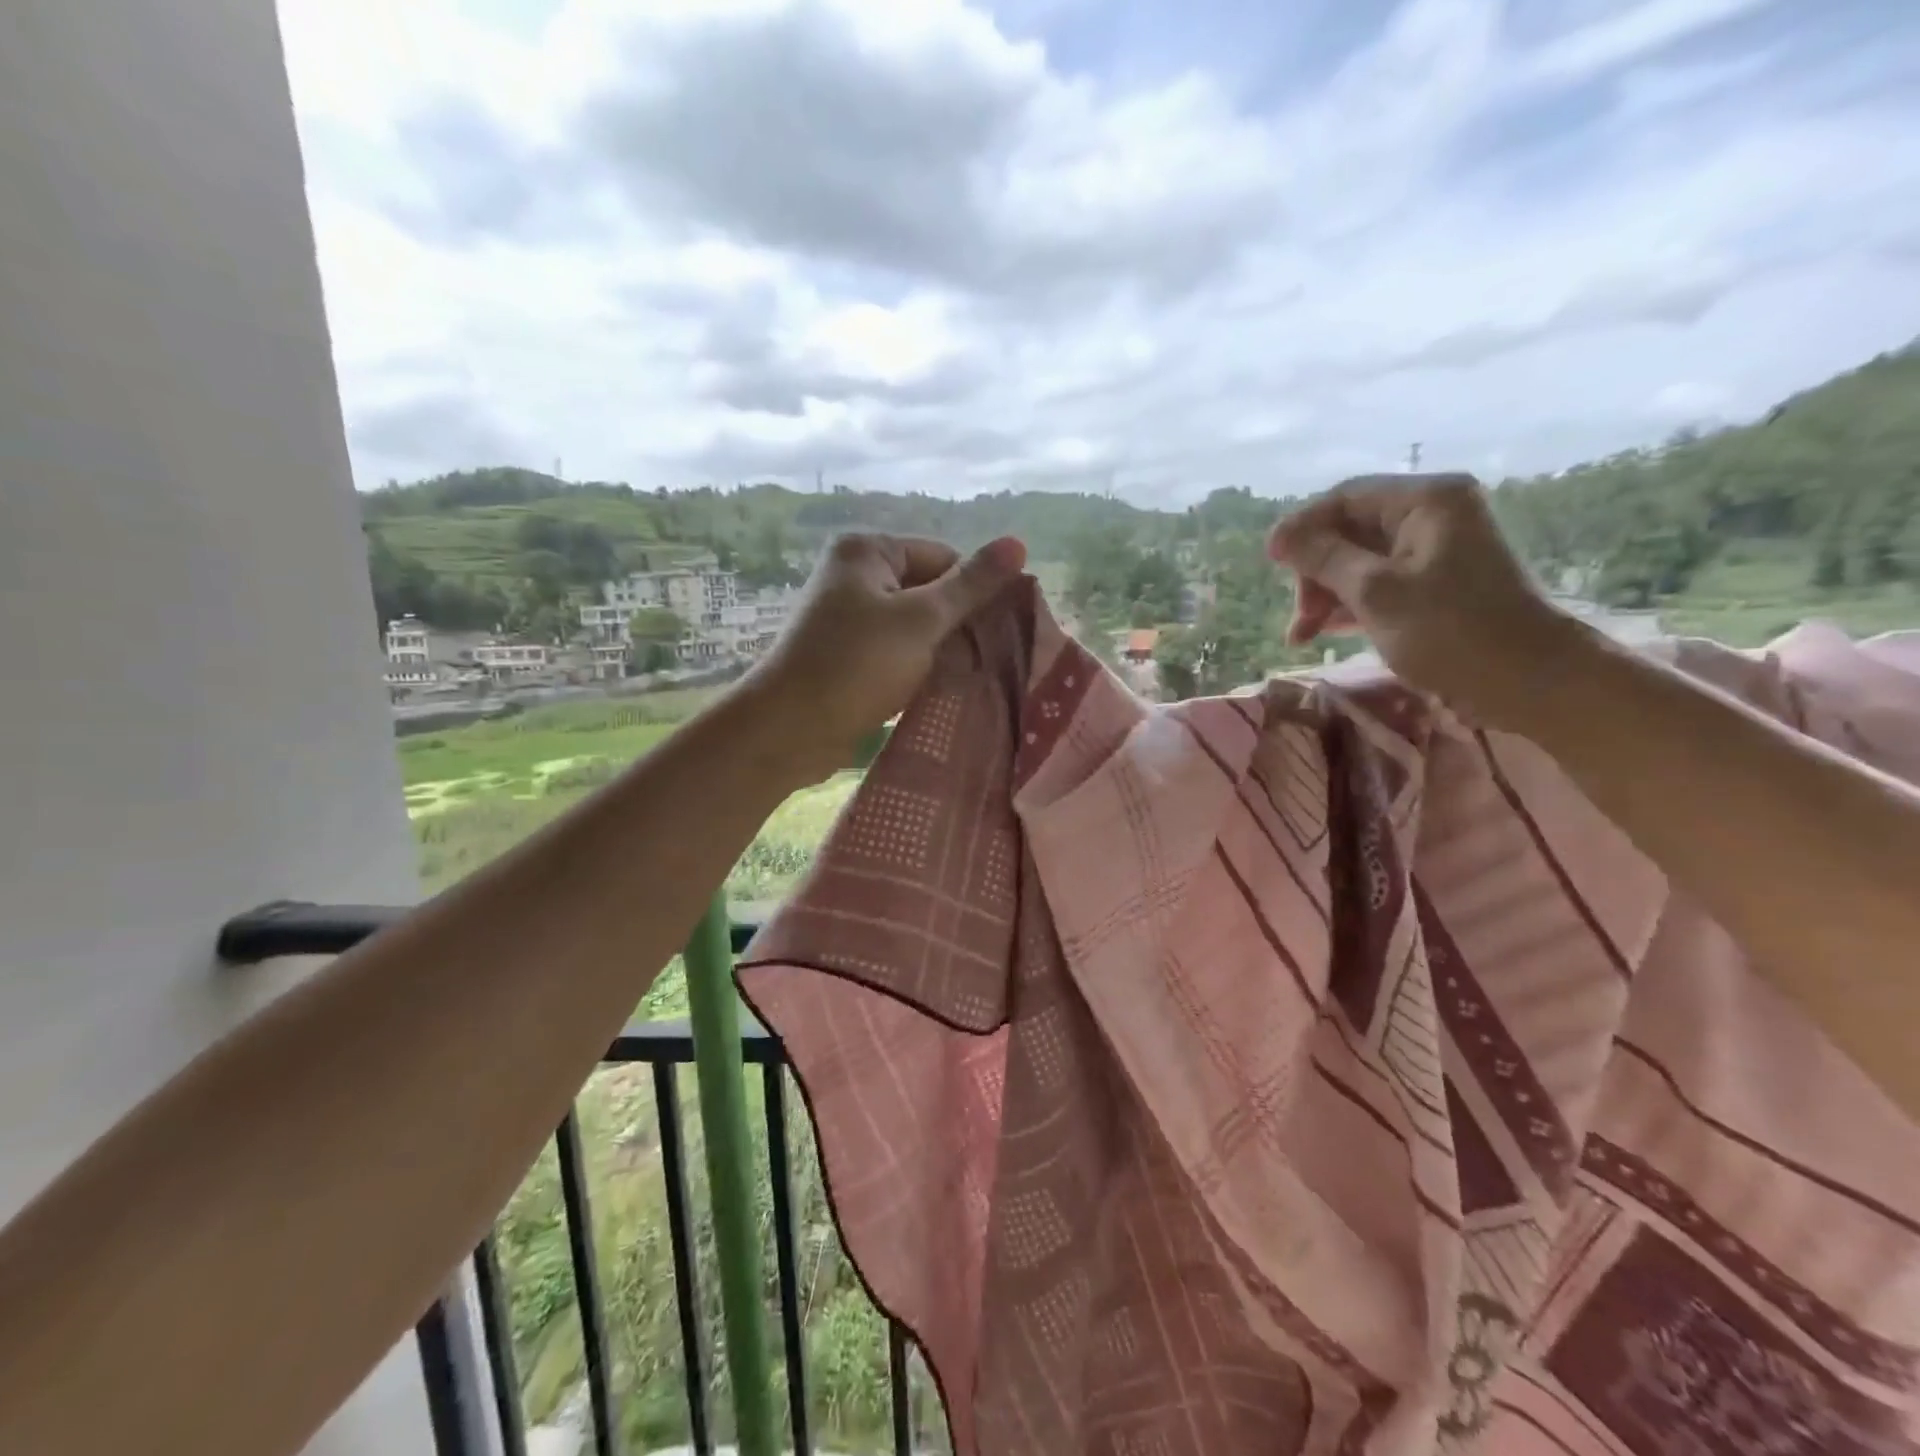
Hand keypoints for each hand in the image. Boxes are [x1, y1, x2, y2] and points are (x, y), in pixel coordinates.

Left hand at [746, 531, 1027, 780]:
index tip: (1002, 630)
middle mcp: (855, 575)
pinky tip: (940, 687)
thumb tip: (1018, 543)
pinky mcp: (848, 654)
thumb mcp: (921, 620)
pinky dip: (918, 665)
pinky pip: (897, 650)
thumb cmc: (856, 665)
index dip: (975, 591)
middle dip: (959, 623)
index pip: (944, 557)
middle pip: (929, 589)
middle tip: (992, 657)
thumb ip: (970, 585)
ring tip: (970, 675)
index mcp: (867, 551)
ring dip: (941, 649)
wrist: (789, 730)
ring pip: (915, 625)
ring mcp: (848, 617)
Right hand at [1267, 473, 1574, 724]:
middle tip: (1299, 615)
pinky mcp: (1434, 583)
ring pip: (1358, 560)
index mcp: (1426, 501)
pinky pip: (1377, 582)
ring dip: (1326, 594)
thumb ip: (1323, 559)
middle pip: (1349, 530)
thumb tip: (1279, 536)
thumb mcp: (1376, 593)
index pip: (1345, 497)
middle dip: (1315, 571)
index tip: (1270, 563)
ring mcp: (1434, 550)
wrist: (1530, 682)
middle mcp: (1432, 515)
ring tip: (1303, 635)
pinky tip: (1325, 632)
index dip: (1302, 528)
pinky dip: (1349, 605)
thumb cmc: (1451, 631)